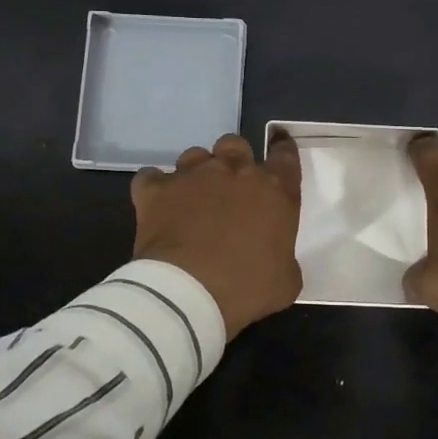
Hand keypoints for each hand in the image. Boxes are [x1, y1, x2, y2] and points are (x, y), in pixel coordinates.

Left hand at [132, 133, 302, 337]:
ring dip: (198, 172)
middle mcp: (234, 171)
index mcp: (275, 191)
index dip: (283, 150)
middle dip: (235, 159)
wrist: (188, 294)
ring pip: (196, 155)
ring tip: (193, 197)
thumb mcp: (286, 280)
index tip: (279, 149)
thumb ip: (284, 257)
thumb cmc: (247, 288)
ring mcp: (192, 176)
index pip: (285, 155)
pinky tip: (158, 203)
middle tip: (231, 186)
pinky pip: (152, 177)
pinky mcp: (156, 190)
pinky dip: (156, 187)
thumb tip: (275, 258)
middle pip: (236, 144)